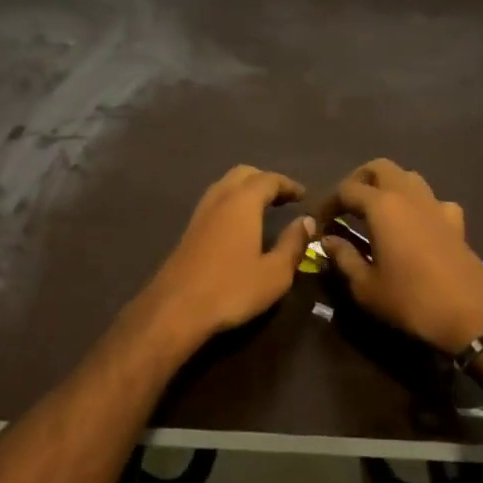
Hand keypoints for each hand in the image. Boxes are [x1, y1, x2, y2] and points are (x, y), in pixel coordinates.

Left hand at [125, 165, 313, 358]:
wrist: (176, 308)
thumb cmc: (231, 289)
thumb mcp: (274, 273)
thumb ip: (293, 244)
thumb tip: (306, 221)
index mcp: (242, 203)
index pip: (268, 179)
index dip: (288, 184)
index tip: (304, 195)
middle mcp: (219, 199)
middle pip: (243, 174)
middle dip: (265, 180)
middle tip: (284, 198)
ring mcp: (200, 213)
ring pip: (225, 186)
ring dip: (246, 190)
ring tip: (264, 208)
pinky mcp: (189, 230)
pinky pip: (215, 202)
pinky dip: (232, 202)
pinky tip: (239, 225)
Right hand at [316, 159, 482, 354]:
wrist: (473, 316)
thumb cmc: (412, 300)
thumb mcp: (366, 286)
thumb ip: (344, 257)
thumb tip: (328, 240)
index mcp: (382, 206)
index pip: (347, 189)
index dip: (328, 203)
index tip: (320, 223)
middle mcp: (409, 195)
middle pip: (379, 168)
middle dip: (358, 180)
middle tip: (346, 206)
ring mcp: (436, 205)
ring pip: (408, 177)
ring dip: (388, 186)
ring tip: (375, 212)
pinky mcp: (456, 222)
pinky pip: (432, 200)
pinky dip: (418, 205)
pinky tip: (414, 226)